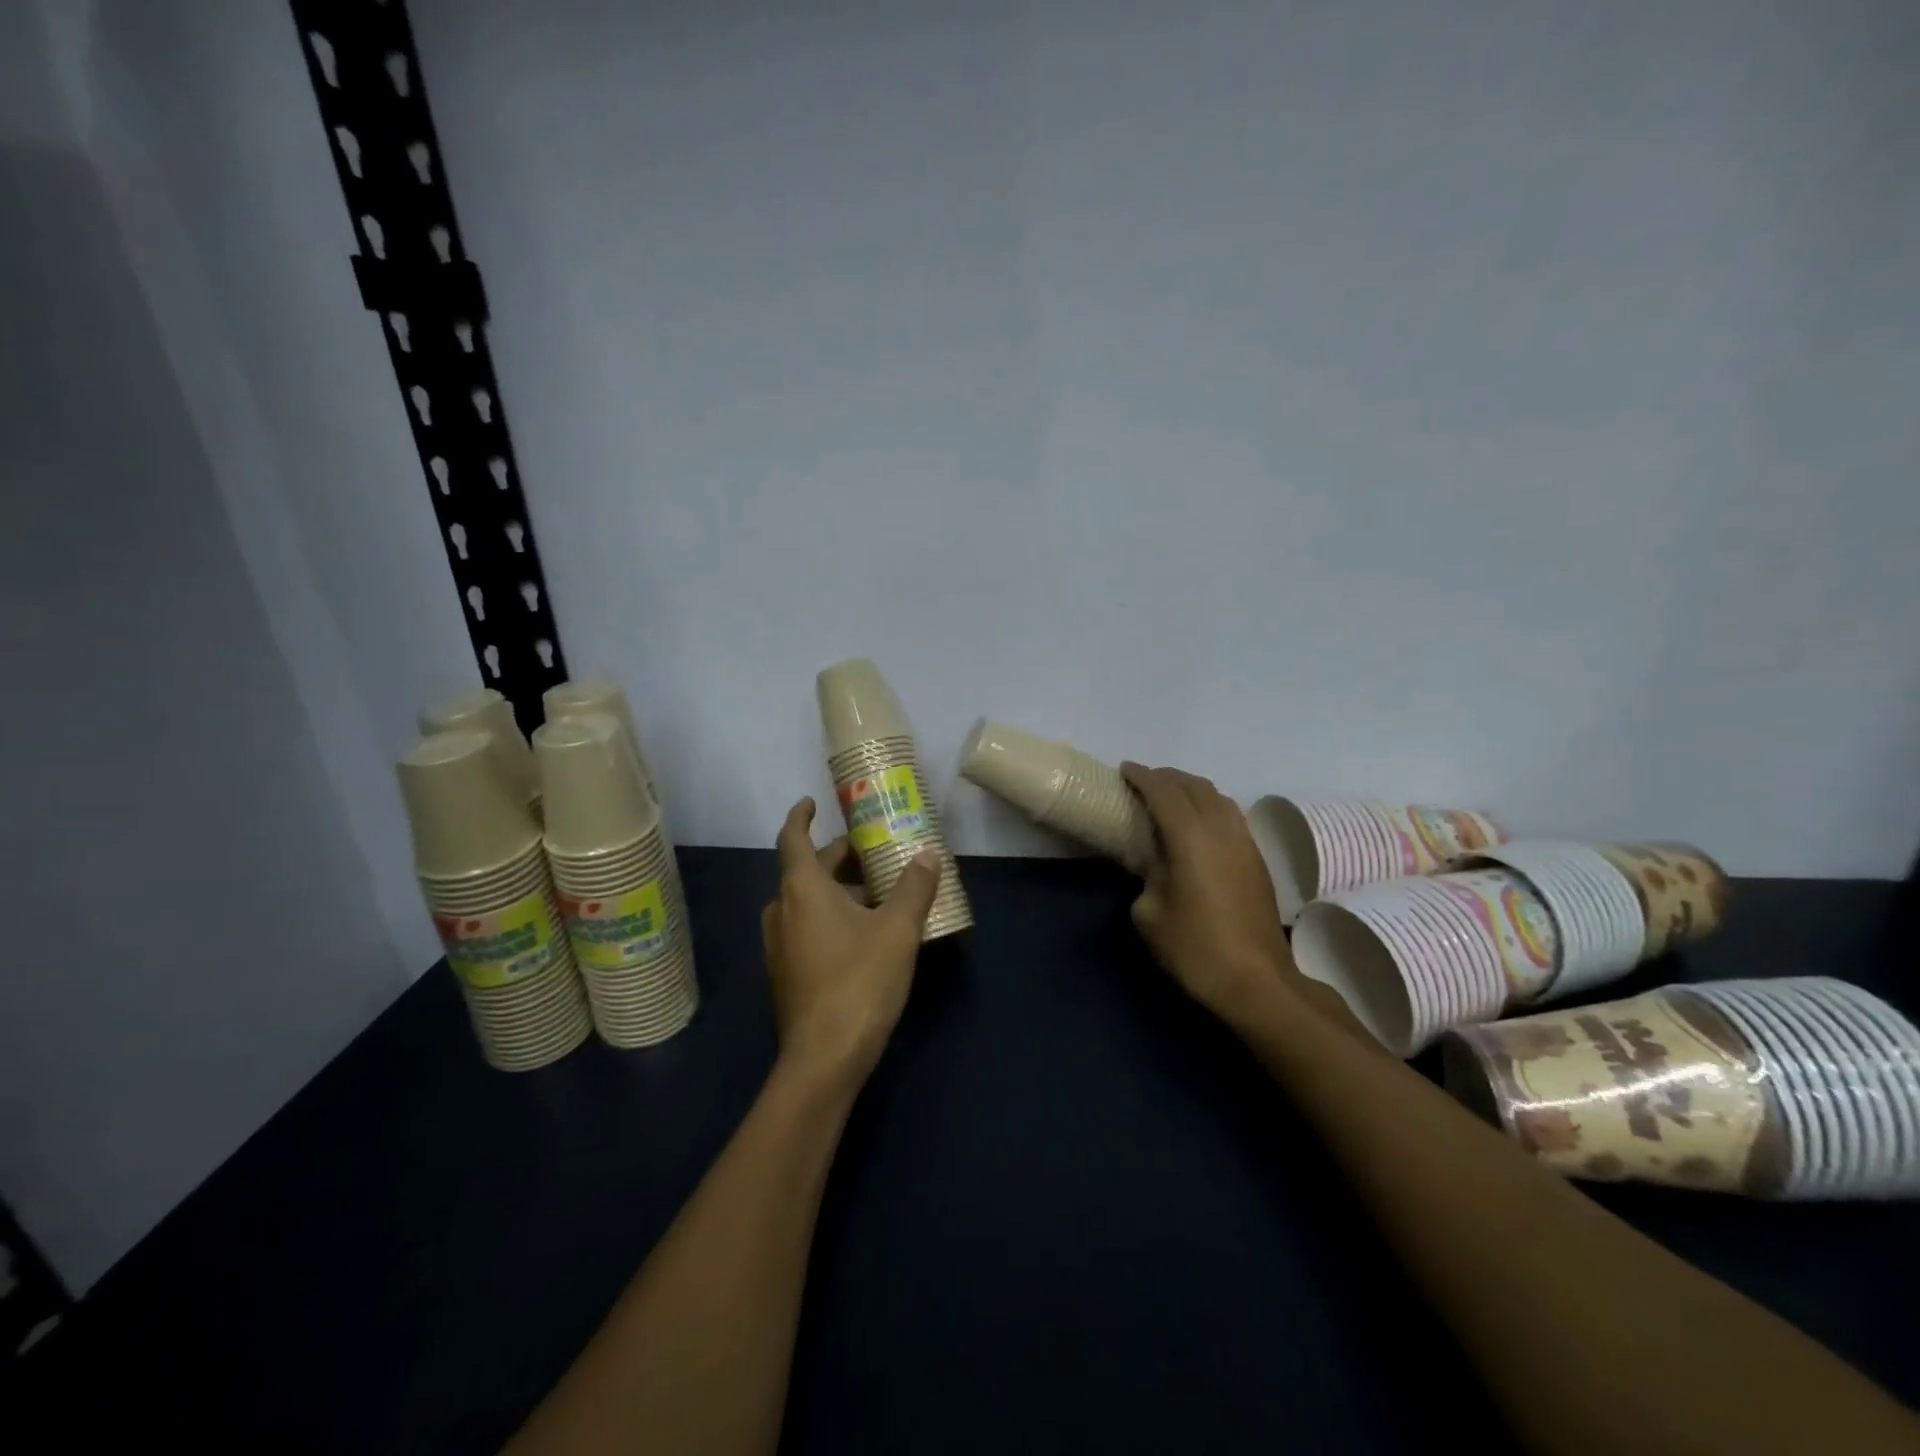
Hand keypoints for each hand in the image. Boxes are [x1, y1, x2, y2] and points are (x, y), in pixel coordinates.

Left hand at [761, 797, 940, 1086]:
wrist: (824, 1058)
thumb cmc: (859, 982)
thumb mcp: (898, 931)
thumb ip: (914, 888)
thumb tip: (928, 854)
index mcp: (802, 889)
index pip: (793, 838)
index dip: (801, 816)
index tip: (813, 802)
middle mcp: (782, 910)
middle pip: (806, 870)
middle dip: (839, 857)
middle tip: (873, 851)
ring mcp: (780, 944)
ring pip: (807, 901)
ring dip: (838, 889)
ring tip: (878, 891)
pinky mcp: (786, 972)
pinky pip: (806, 927)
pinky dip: (831, 916)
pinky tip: (865, 932)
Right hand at [1120, 764, 1294, 1023]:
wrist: (1256, 981)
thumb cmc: (1194, 948)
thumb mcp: (1149, 915)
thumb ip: (1147, 876)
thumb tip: (1154, 864)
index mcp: (1190, 838)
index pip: (1164, 793)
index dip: (1142, 777)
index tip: (1125, 770)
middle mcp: (1221, 830)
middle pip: (1194, 786)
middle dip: (1167, 777)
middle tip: (1144, 781)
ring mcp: (1244, 842)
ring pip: (1218, 797)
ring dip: (1192, 788)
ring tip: (1171, 796)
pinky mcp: (1257, 859)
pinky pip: (1231, 814)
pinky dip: (1210, 805)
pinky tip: (1199, 822)